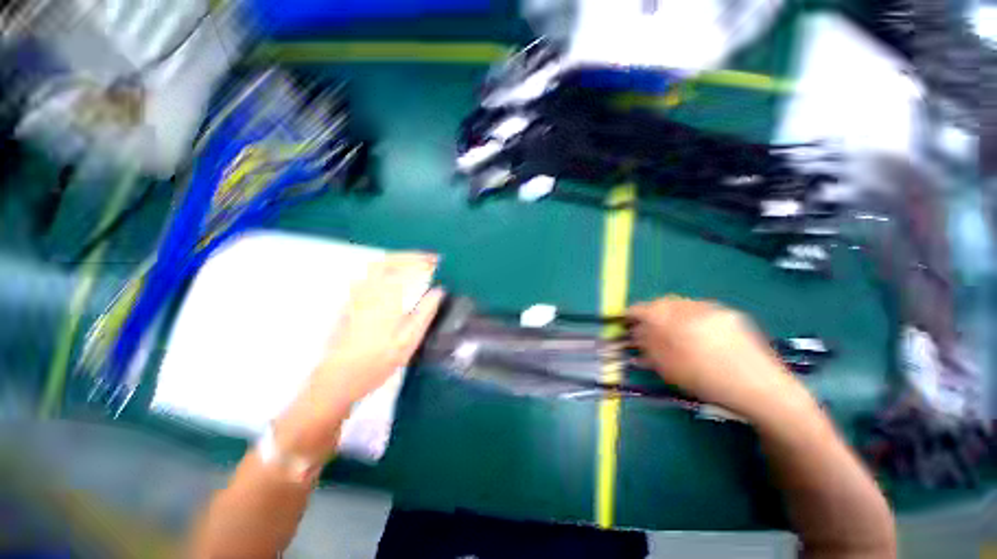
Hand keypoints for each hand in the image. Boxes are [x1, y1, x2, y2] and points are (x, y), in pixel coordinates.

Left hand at [277, 253, 444, 459]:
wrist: (338, 379)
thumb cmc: (377, 363)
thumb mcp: (408, 341)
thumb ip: (425, 313)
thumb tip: (439, 291)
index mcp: (386, 299)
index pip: (406, 270)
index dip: (423, 262)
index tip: (437, 261)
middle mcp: (368, 291)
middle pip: (387, 261)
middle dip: (409, 256)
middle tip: (427, 259)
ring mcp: (356, 295)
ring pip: (375, 267)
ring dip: (397, 260)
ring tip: (414, 265)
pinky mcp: (350, 302)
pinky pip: (368, 276)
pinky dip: (385, 269)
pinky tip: (394, 278)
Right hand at [627, 296, 807, 418]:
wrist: (763, 389)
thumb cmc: (710, 382)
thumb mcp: (670, 368)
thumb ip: (648, 346)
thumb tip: (634, 332)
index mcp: (678, 322)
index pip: (645, 309)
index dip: (632, 313)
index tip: (624, 320)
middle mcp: (695, 308)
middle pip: (663, 302)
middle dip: (651, 312)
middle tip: (645, 326)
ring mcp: (715, 309)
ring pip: (681, 304)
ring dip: (669, 313)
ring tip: (668, 329)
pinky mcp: (730, 313)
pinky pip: (699, 309)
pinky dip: (688, 315)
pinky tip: (692, 331)